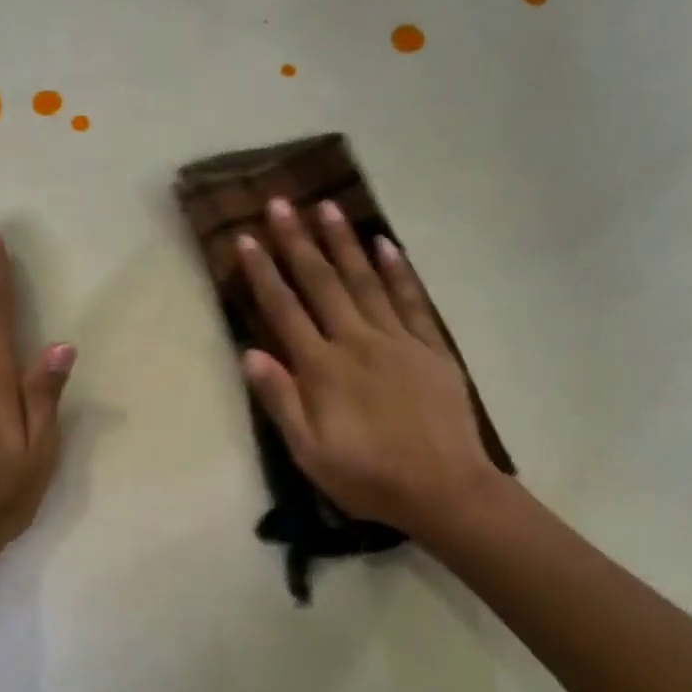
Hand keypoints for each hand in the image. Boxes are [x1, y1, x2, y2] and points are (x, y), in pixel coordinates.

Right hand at [237, 198, 501, 540]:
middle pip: (322, 284)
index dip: (263, 273)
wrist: (444, 489)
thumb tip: (249, 353)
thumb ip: (280, 400)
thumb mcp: (309, 452)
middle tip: (281, 202)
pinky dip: (397, 271)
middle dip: (298, 242)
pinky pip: (412, 301)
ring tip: (327, 207)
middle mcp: (356, 342)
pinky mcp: (430, 348)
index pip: (284, 311)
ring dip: (344, 243)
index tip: (247, 238)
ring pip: (365, 281)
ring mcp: (397, 341)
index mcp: (322, 369)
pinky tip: (385, 245)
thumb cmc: (368, 477)